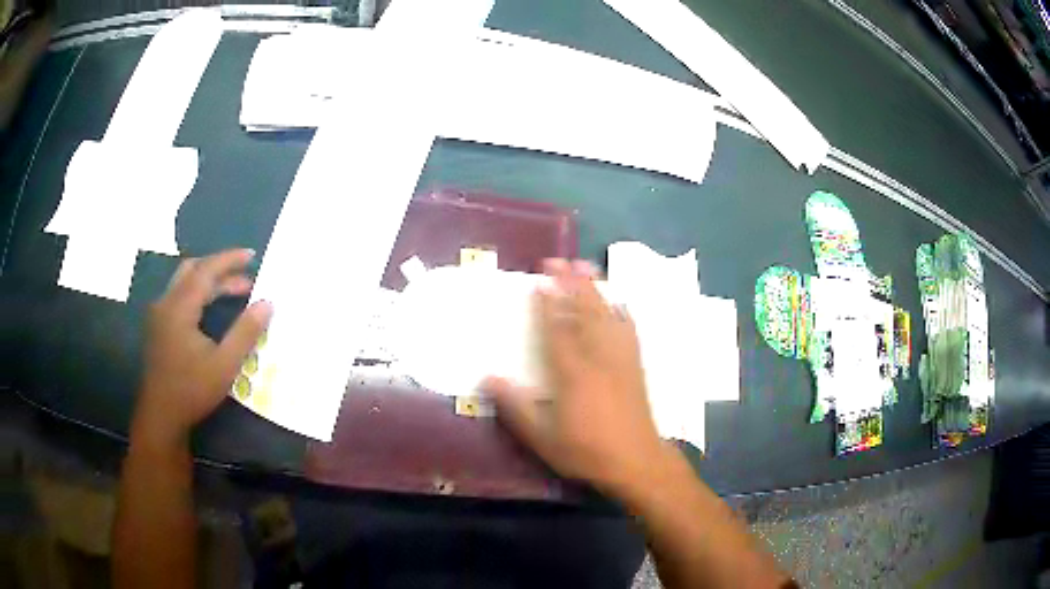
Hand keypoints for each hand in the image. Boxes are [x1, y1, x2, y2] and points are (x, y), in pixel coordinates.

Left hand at [135, 249, 272, 444]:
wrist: (161, 415)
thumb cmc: (192, 390)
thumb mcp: (225, 365)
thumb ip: (245, 332)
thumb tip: (267, 303)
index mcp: (179, 307)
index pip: (206, 270)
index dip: (229, 260)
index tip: (252, 255)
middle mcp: (166, 302)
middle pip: (192, 269)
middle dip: (220, 267)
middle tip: (245, 273)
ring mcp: (159, 314)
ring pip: (184, 282)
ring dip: (209, 281)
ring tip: (235, 291)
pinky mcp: (158, 325)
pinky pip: (179, 296)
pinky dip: (199, 293)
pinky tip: (211, 308)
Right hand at [481, 259, 666, 494]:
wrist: (636, 461)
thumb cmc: (586, 451)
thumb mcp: (542, 438)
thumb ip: (515, 407)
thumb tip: (488, 378)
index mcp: (572, 373)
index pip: (556, 329)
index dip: (547, 304)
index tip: (539, 281)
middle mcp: (598, 357)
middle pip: (584, 312)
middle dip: (571, 284)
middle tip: (559, 260)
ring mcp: (620, 359)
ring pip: (607, 315)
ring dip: (595, 289)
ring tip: (586, 266)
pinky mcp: (635, 366)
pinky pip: (629, 329)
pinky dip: (622, 311)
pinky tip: (619, 301)